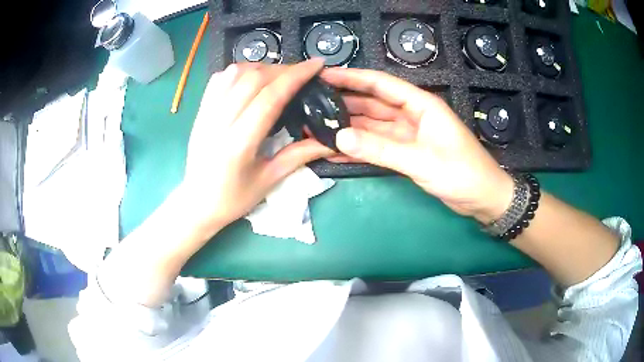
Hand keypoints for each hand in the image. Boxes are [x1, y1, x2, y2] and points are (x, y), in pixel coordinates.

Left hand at [181, 60, 332, 238]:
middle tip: (302, 73)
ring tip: (279, 75)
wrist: (196, 203)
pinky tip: (252, 78)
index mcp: (239, 143)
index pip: (269, 97)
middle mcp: (219, 122)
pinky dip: (240, 71)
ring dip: (262, 67)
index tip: (316, 65)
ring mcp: (206, 113)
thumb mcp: (269, 181)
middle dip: (283, 69)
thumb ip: (299, 155)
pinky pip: (219, 79)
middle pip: (253, 78)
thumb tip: (330, 141)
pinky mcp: (200, 111)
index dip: (295, 76)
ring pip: (234, 73)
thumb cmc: (233, 198)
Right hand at [320, 68, 513, 222]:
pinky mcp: (407, 152)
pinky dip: (360, 148)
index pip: (381, 84)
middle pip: (373, 103)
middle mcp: (412, 115)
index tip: (325, 75)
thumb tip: (339, 137)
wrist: (482, 199)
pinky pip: (378, 146)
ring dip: (349, 127)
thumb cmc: (461, 173)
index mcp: (421, 105)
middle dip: (345, 102)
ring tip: (319, 126)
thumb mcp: (421, 160)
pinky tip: (338, 150)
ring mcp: (408, 135)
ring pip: (373, 126)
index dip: (352, 78)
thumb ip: (380, 149)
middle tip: (313, 104)